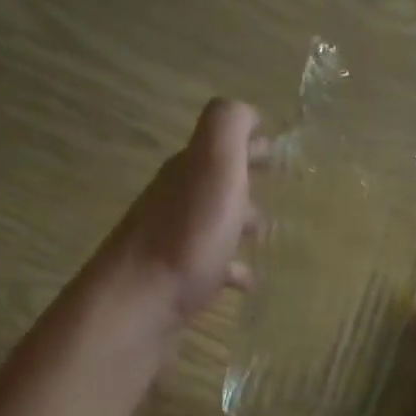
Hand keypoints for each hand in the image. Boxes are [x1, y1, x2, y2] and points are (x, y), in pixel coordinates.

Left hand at [97, 98, 259, 327]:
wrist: (139, 304)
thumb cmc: (187, 236)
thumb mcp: (214, 167)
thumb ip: (228, 129)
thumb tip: (247, 111)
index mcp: (189, 170)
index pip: (220, 144)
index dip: (248, 143)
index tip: (276, 150)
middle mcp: (176, 200)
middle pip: (214, 183)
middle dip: (244, 182)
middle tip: (276, 190)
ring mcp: (172, 242)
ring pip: (212, 223)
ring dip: (238, 224)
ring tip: (266, 237)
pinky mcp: (174, 281)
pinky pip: (209, 267)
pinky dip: (230, 268)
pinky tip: (245, 283)